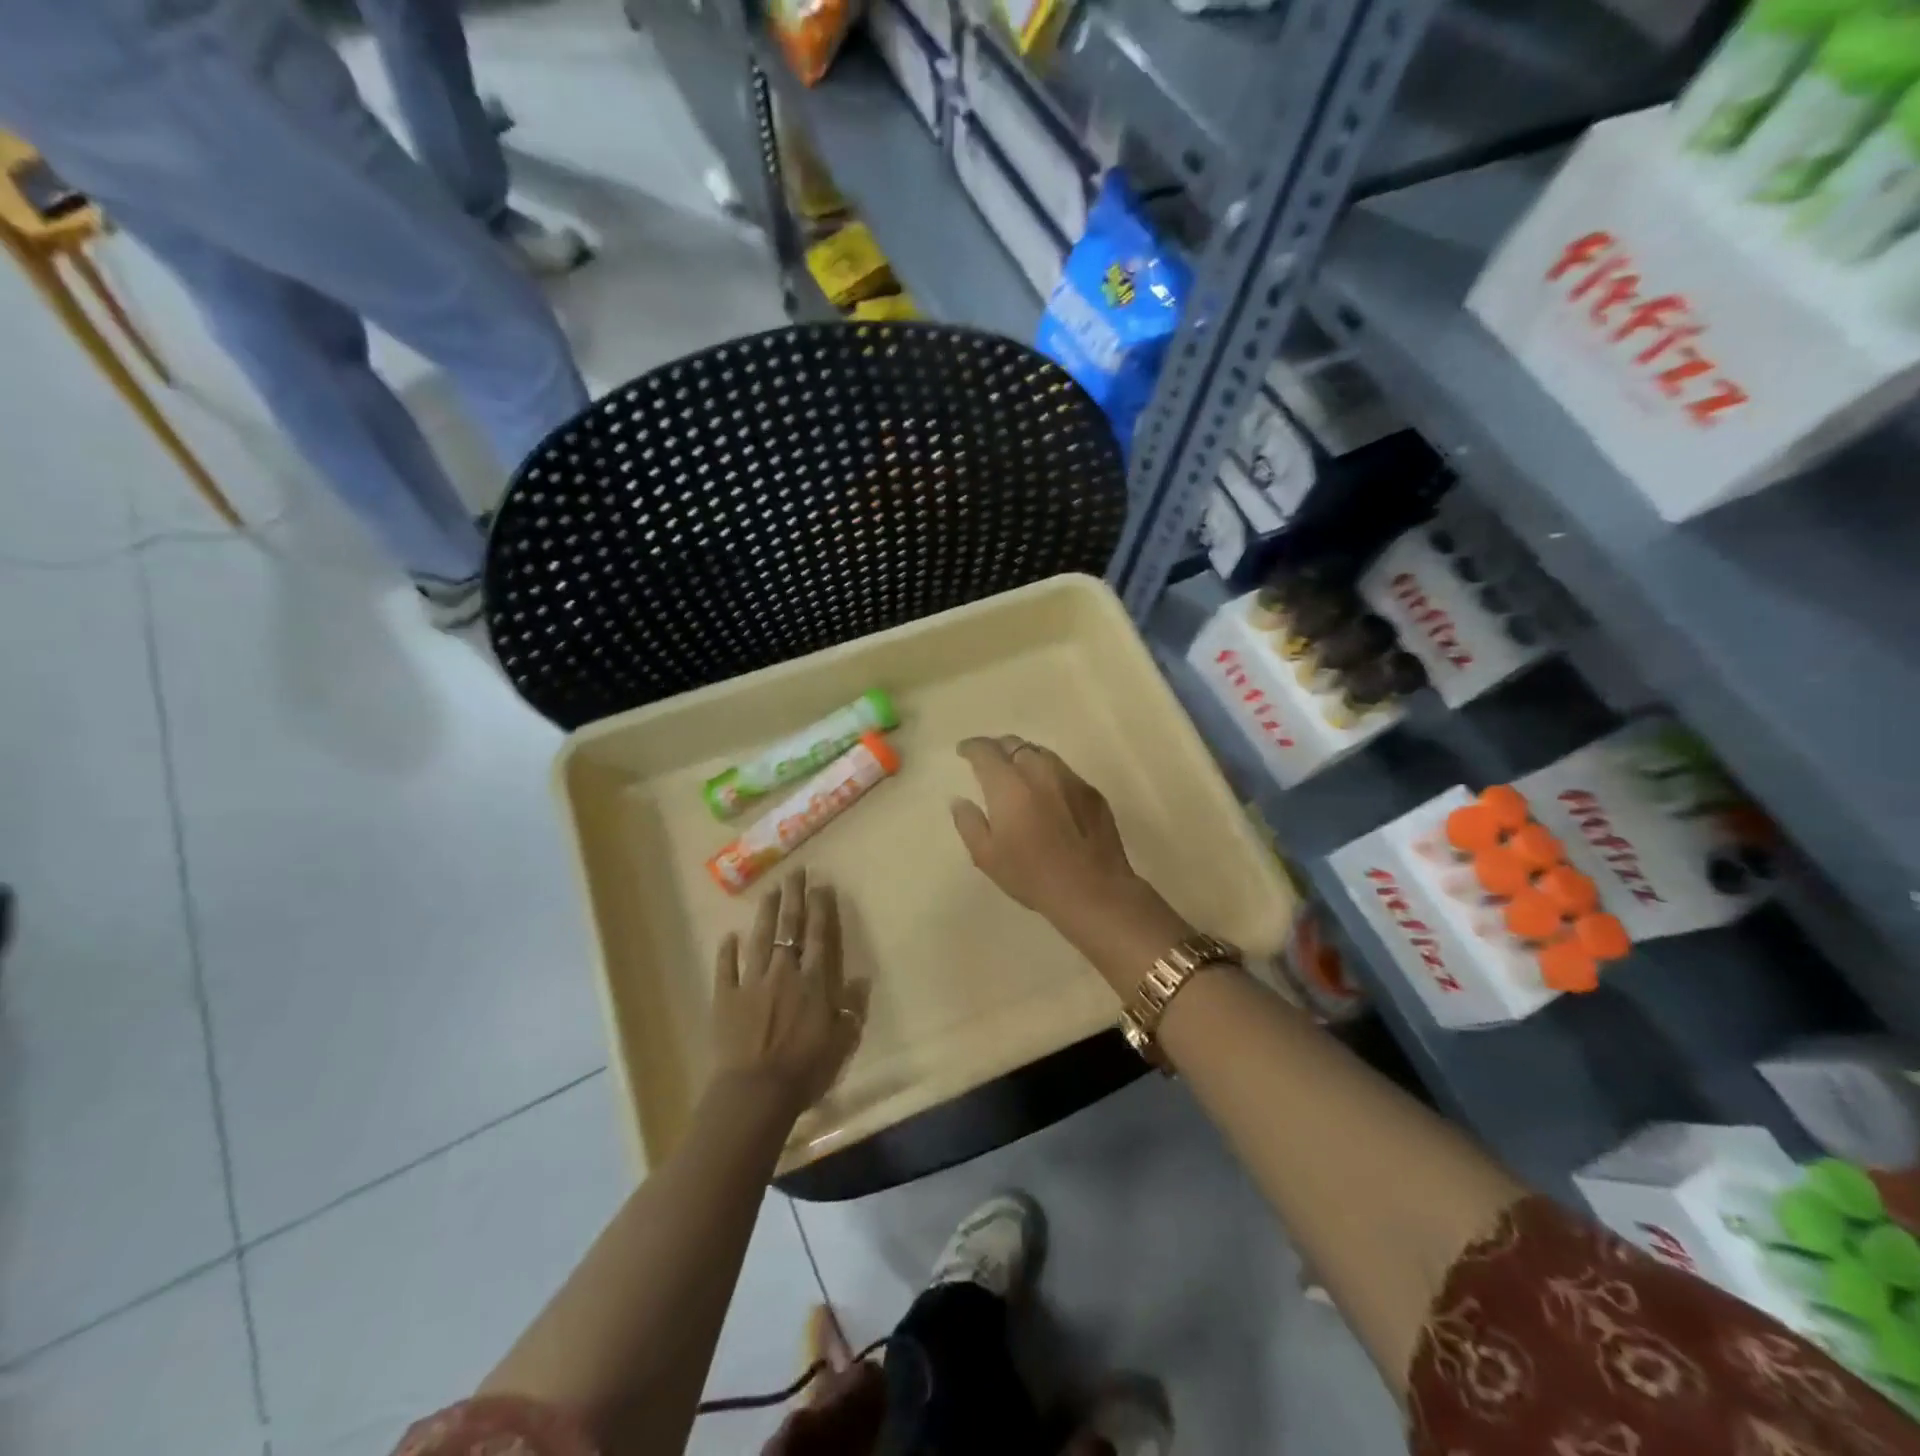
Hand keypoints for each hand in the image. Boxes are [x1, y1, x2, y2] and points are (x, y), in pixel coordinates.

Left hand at [709, 869, 866, 1115]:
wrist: (756, 1091)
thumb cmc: (805, 1069)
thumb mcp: (840, 1042)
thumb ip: (851, 1009)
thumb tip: (861, 981)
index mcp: (813, 981)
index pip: (820, 936)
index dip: (821, 909)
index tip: (821, 885)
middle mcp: (783, 972)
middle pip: (790, 928)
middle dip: (794, 898)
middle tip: (795, 873)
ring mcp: (751, 982)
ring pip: (759, 939)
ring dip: (765, 914)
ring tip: (769, 890)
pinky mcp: (725, 997)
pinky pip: (726, 968)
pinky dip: (727, 951)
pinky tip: (729, 936)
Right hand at [949, 736, 1141, 922]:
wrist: (1093, 891)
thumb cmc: (1032, 876)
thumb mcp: (987, 856)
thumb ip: (969, 823)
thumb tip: (960, 800)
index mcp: (1009, 785)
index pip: (986, 751)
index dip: (971, 747)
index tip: (963, 751)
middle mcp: (1040, 772)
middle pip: (1015, 744)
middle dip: (998, 747)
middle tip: (988, 761)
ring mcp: (1070, 779)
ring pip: (1042, 753)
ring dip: (1024, 756)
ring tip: (1016, 771)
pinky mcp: (1092, 792)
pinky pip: (1063, 771)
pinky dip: (1047, 774)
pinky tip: (1047, 792)